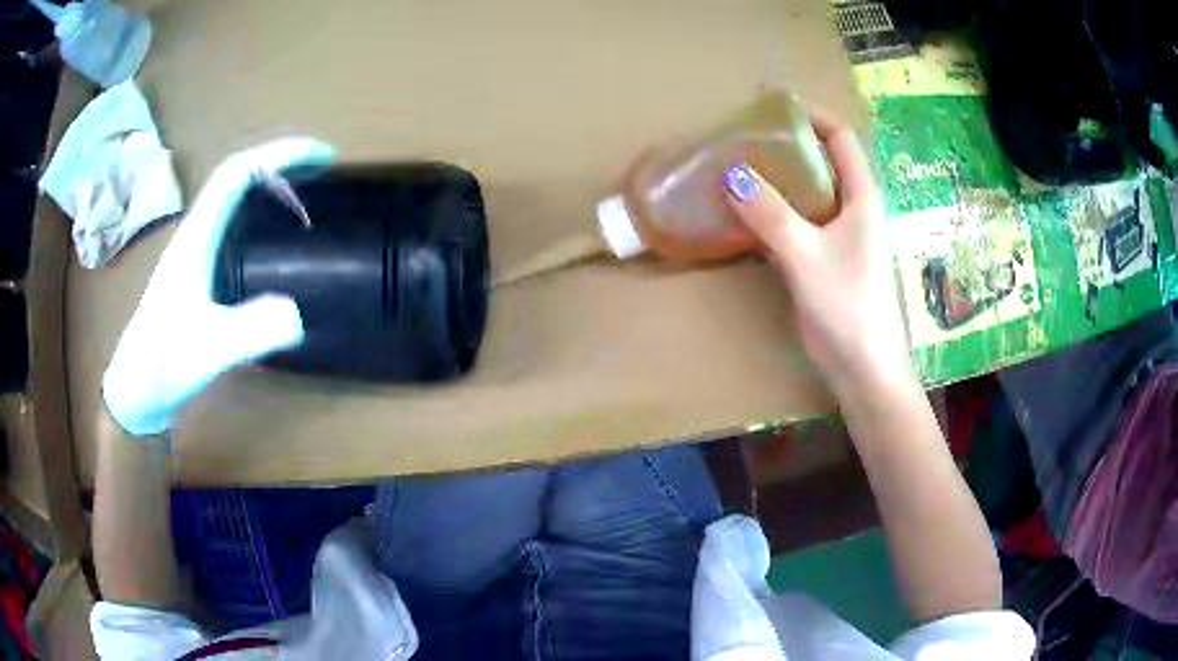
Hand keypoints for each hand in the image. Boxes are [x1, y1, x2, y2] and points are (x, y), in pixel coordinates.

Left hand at [103, 138, 334, 436]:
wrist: (136, 391)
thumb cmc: (163, 366)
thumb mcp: (208, 351)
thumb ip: (248, 332)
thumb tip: (299, 313)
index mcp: (196, 237)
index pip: (237, 174)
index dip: (279, 155)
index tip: (322, 156)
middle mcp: (196, 235)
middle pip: (238, 178)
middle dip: (281, 164)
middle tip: (323, 171)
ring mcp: (196, 255)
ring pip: (234, 201)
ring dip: (270, 187)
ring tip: (307, 196)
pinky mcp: (199, 276)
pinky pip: (233, 229)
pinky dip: (260, 218)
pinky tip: (274, 240)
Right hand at [723, 112, 911, 393]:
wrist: (863, 368)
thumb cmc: (848, 306)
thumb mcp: (806, 256)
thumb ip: (770, 214)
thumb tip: (732, 173)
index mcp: (861, 197)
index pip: (841, 138)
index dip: (812, 115)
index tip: (774, 104)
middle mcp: (853, 209)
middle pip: (822, 161)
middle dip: (787, 144)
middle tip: (746, 136)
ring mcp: (839, 236)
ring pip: (807, 193)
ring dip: (777, 179)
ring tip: (737, 167)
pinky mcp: (824, 260)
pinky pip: (796, 223)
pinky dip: (772, 213)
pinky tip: (744, 213)